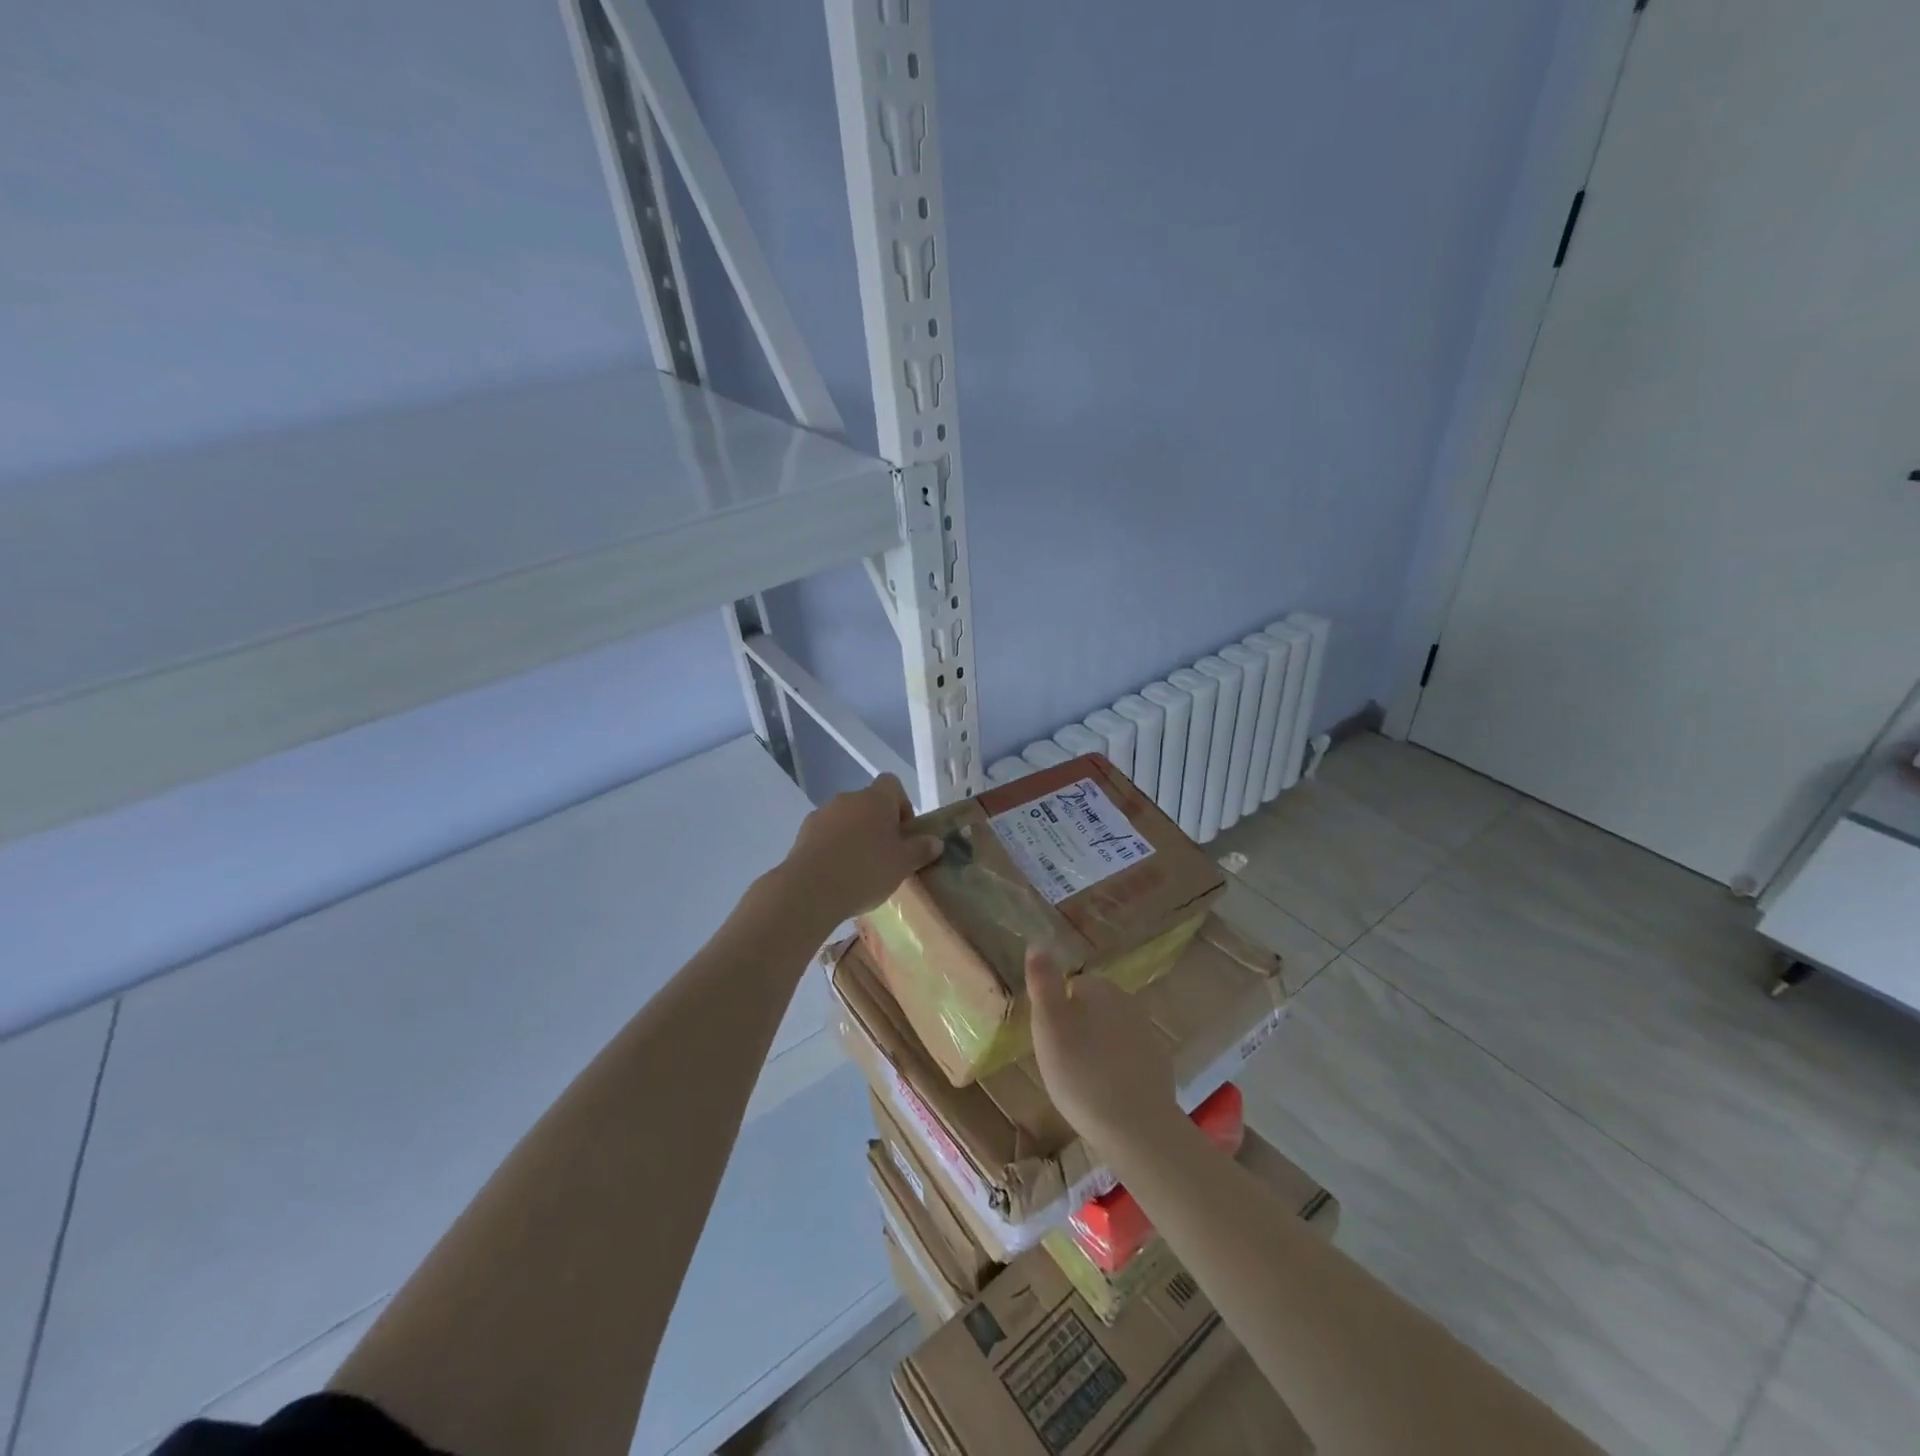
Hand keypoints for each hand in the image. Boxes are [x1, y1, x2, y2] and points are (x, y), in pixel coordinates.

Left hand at [775, 774, 943, 926]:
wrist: (810, 890)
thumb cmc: (866, 870)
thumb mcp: (903, 864)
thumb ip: (921, 849)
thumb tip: (935, 841)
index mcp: (875, 799)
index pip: (892, 784)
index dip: (901, 804)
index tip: (904, 832)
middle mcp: (848, 798)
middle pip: (868, 803)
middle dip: (878, 824)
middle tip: (886, 855)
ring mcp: (822, 814)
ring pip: (846, 819)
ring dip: (855, 835)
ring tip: (860, 869)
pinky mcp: (803, 833)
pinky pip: (826, 834)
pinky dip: (834, 847)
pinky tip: (838, 874)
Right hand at [1027, 951, 1178, 1147]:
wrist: (1136, 1127)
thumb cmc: (1081, 1071)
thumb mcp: (1048, 1024)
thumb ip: (1043, 982)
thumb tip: (1037, 945)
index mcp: (1101, 988)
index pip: (1073, 985)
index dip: (1056, 1012)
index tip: (1048, 1040)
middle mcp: (1129, 1002)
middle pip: (1093, 1008)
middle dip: (1078, 1028)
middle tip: (1061, 1061)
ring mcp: (1148, 1035)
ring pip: (1111, 1033)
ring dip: (1096, 1049)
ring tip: (1081, 1081)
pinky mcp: (1159, 1067)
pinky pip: (1128, 1059)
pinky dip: (1116, 1070)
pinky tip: (1105, 1095)